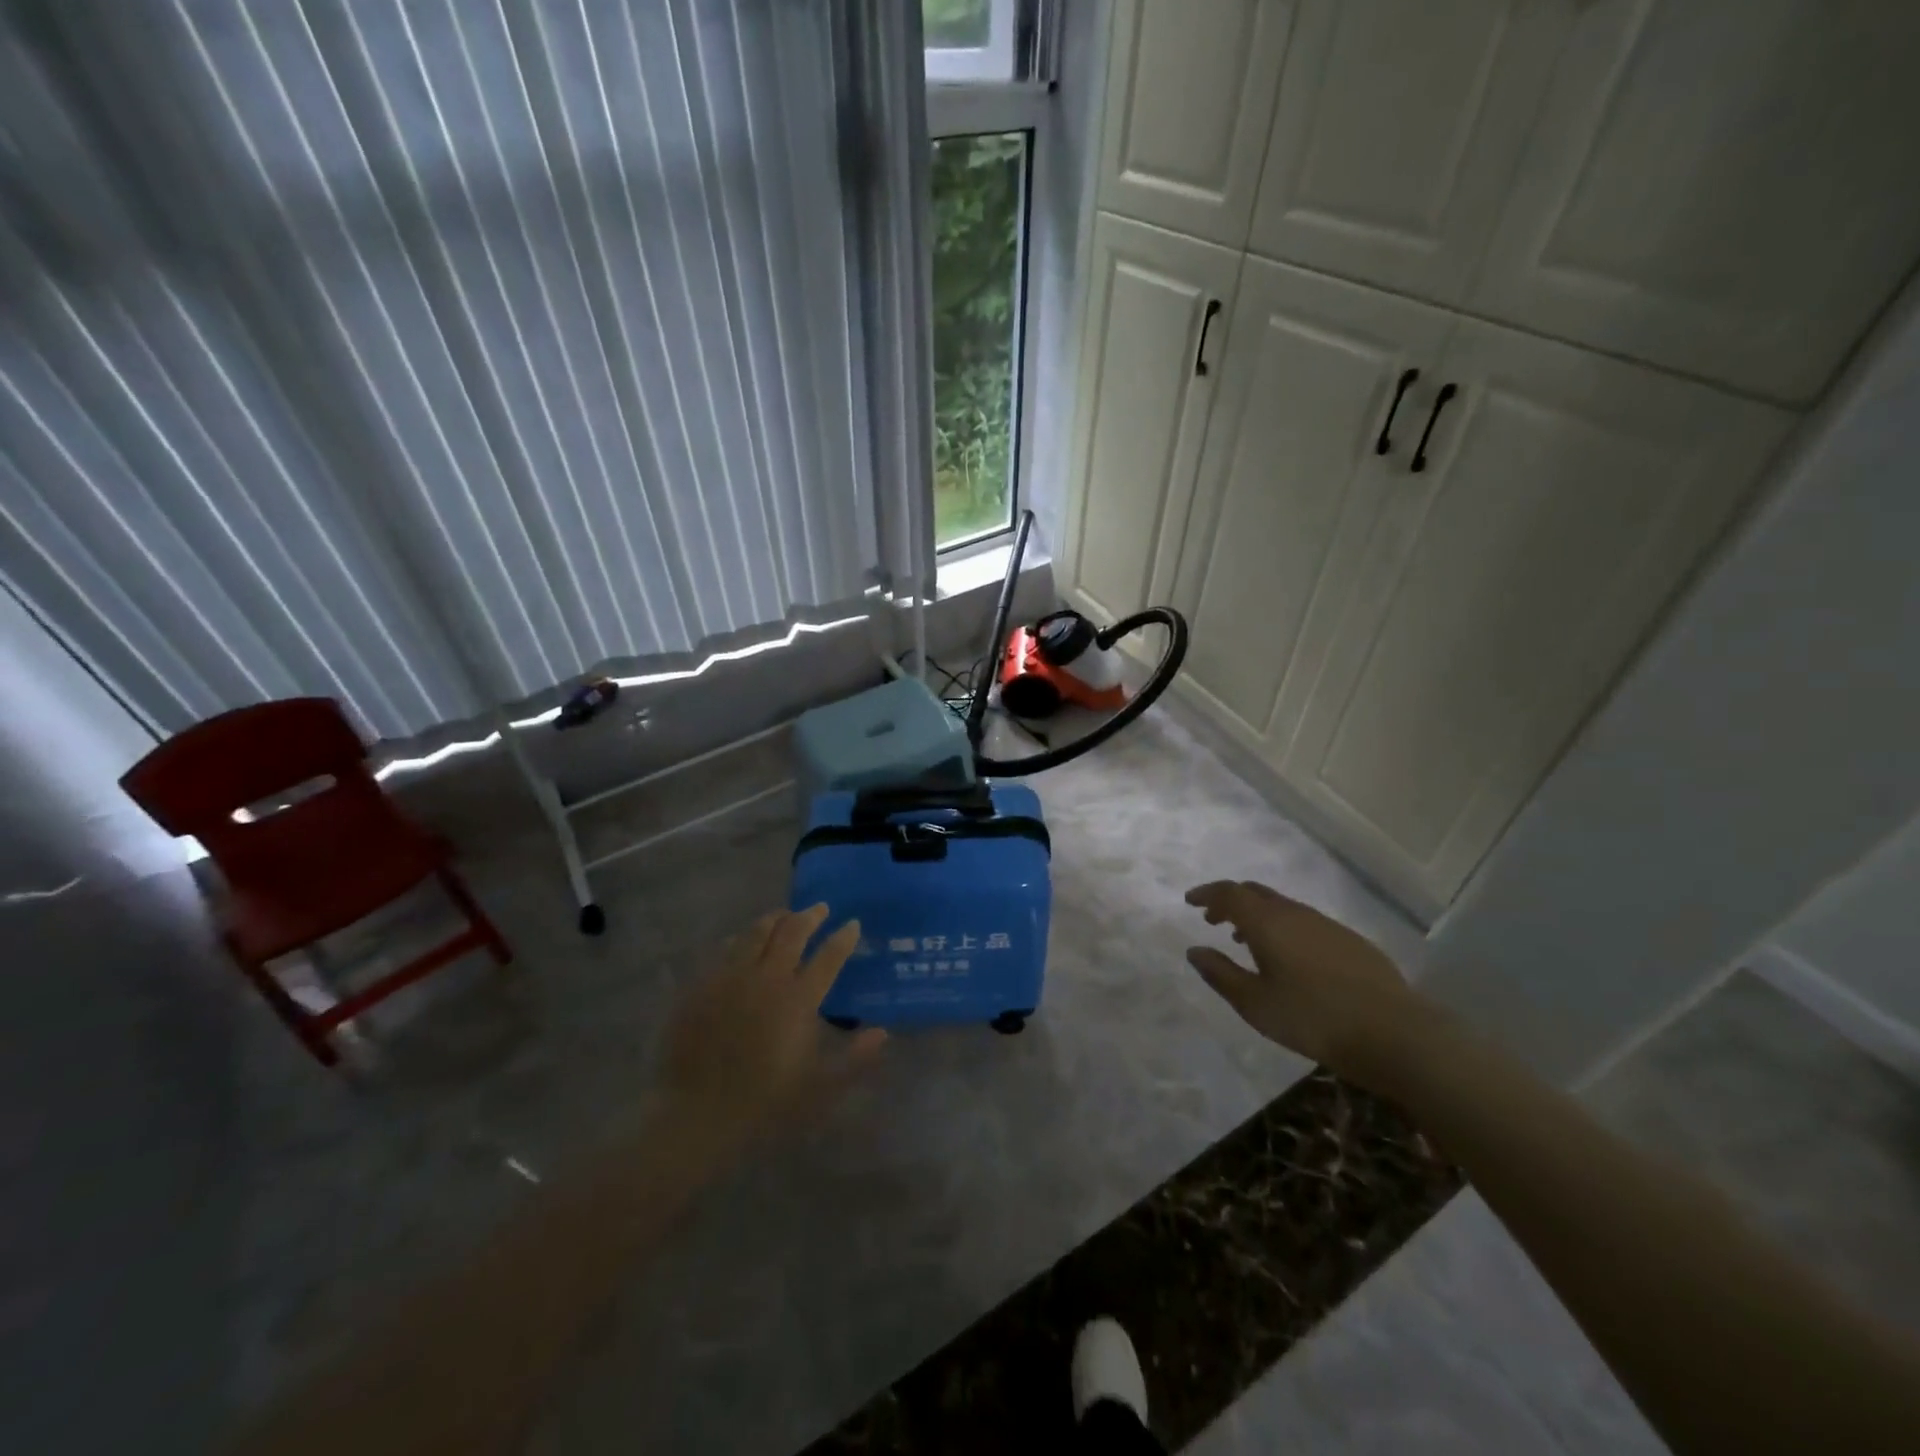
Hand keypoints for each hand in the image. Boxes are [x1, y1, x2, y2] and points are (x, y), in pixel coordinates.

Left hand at [659, 905, 886, 1142]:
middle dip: (810, 916)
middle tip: (820, 909)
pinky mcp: (702, 986)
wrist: (697, 1115)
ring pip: (756, 932)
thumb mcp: (820, 1088)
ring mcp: (731, 977)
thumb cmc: (766, 1103)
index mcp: (799, 999)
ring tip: (784, 916)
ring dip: (775, 919)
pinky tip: (743, 942)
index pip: (828, 956)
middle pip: (791, 932)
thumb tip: (882, 1033)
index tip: (852, 924)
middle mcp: (767, 978)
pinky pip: (724, 949)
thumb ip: (855, 1059)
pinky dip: (740, 939)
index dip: (843, 937)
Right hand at [1184, 880, 1430, 1084]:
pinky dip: (1284, 927)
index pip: (1229, 894)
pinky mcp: (1349, 940)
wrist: (1393, 1033)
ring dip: (1259, 916)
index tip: (1190, 902)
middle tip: (1214, 920)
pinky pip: (1305, 921)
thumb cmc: (1312, 1018)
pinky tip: (1290, 958)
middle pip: (1255, 893)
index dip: (1207, 894)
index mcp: (1266, 922)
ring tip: (1247, 941)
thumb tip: (1194, 950)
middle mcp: (1295, 913)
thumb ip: (1220, 973)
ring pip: (1282, 906)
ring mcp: (1326, 924)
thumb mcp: (1254, 1003)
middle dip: (1230, 901)